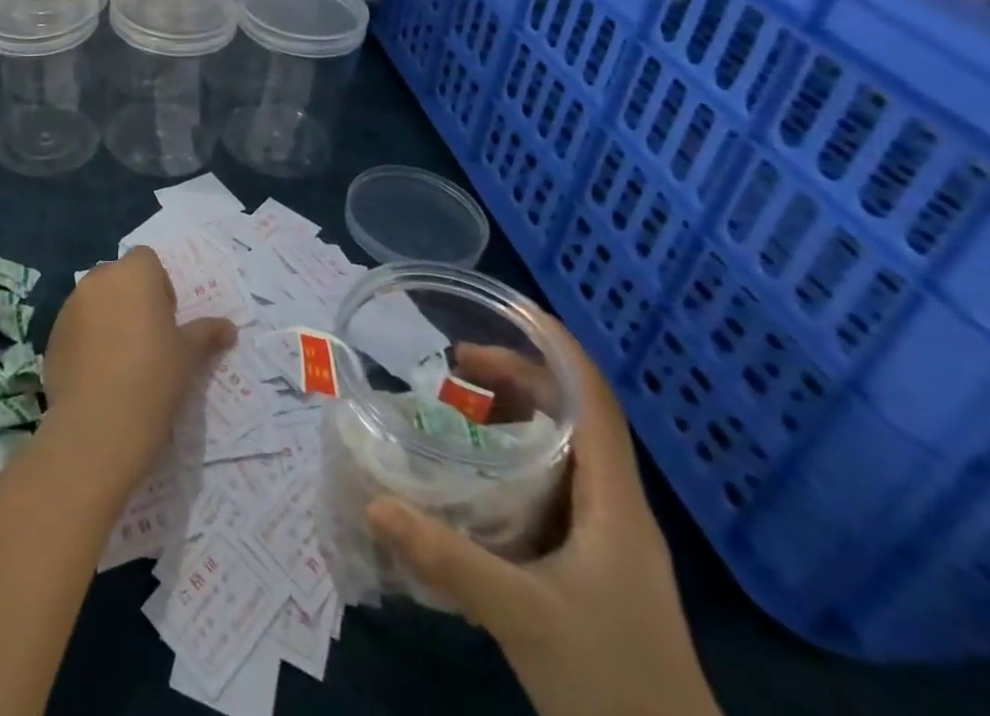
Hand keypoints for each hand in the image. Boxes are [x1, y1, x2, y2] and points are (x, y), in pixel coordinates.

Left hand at [41, 248, 235, 491]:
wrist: (98, 426)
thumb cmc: (154, 379)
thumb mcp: (189, 356)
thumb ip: (206, 334)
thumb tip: (229, 328)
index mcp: (134, 274)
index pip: (147, 260)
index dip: (159, 286)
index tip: (166, 320)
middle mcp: (98, 279)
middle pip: (118, 278)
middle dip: (131, 299)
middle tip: (147, 340)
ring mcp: (70, 306)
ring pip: (95, 301)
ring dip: (107, 318)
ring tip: (121, 361)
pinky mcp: (52, 334)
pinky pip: (75, 327)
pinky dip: (87, 341)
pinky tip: (99, 376)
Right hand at [367, 318, 721, 715]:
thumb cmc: (614, 685)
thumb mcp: (523, 618)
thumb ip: (449, 560)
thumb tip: (375, 502)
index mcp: (614, 501)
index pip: (594, 397)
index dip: (557, 346)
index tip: (507, 310)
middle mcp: (613, 506)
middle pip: (572, 414)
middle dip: (516, 376)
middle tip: (453, 364)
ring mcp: (604, 537)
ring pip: (560, 450)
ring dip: (511, 416)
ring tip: (454, 404)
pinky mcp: (589, 564)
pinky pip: (549, 485)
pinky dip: (511, 460)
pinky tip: (472, 474)